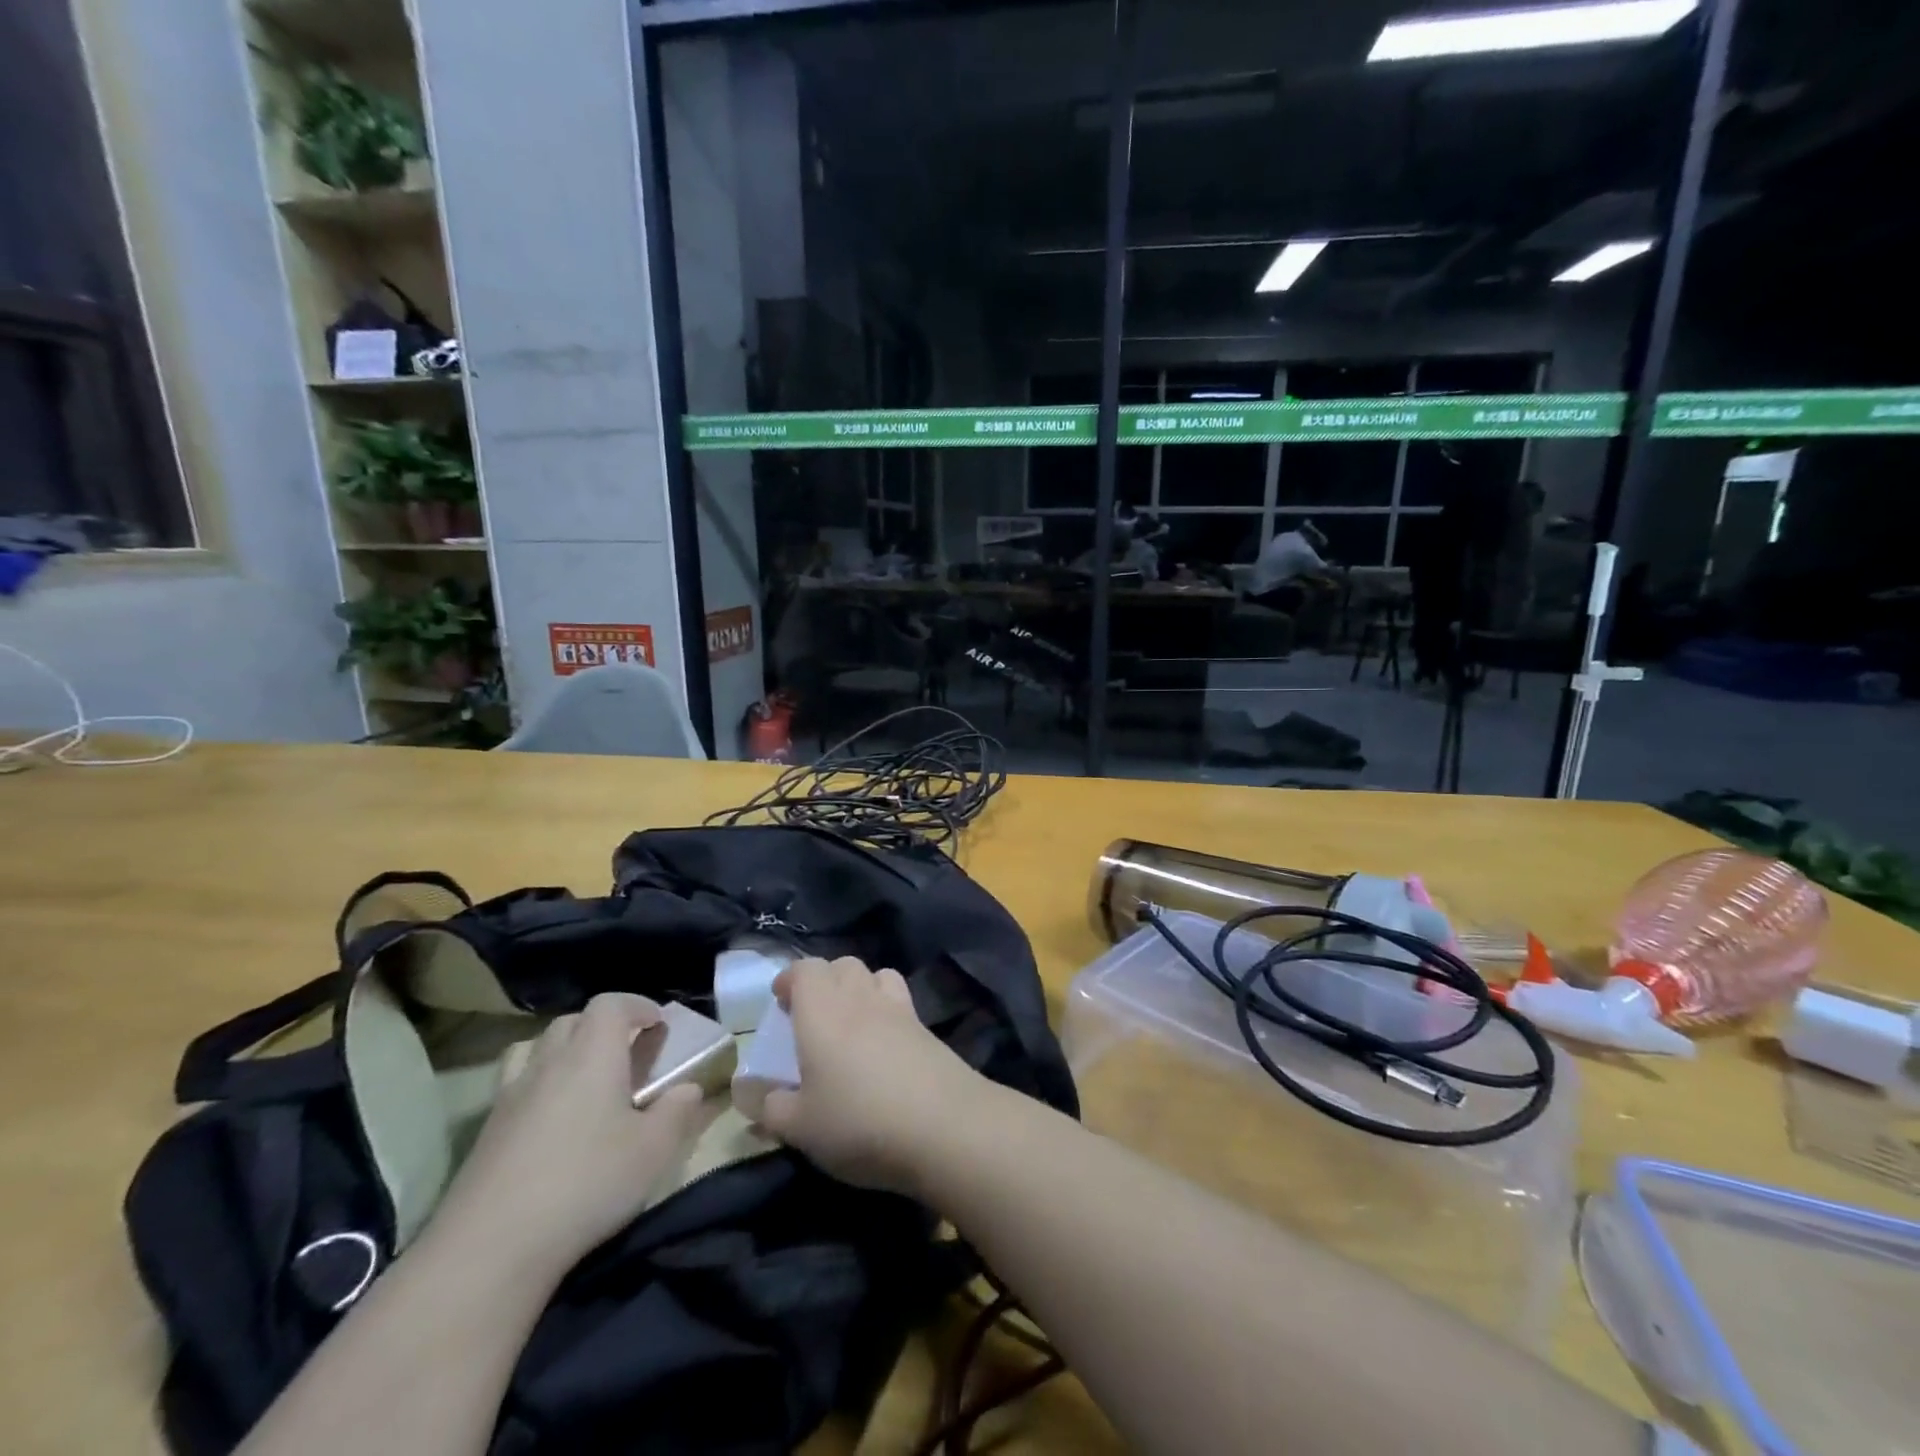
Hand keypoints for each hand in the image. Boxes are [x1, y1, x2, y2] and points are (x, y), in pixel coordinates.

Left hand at [430, 993, 707, 1275]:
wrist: (488, 1249)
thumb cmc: (586, 1184)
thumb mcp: (653, 1150)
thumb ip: (678, 1111)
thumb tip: (688, 1089)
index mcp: (592, 1055)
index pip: (611, 1004)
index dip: (638, 1006)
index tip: (659, 1025)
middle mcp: (548, 1062)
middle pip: (573, 1021)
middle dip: (603, 1026)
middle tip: (627, 1054)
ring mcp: (510, 1096)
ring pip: (536, 1048)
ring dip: (564, 1050)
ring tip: (585, 1079)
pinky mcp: (485, 1132)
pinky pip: (515, 1084)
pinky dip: (537, 1084)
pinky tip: (551, 1121)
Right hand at [758, 957, 988, 1197]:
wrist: (944, 1124)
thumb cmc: (859, 1121)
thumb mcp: (800, 1127)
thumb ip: (770, 1107)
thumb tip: (751, 1094)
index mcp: (822, 1011)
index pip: (805, 968)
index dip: (790, 979)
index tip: (779, 1003)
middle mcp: (860, 997)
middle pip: (842, 964)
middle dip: (823, 981)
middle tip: (810, 1016)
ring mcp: (898, 1008)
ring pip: (875, 975)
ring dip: (857, 988)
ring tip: (848, 1023)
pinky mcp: (926, 1027)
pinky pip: (899, 999)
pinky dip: (885, 1008)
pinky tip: (882, 1045)